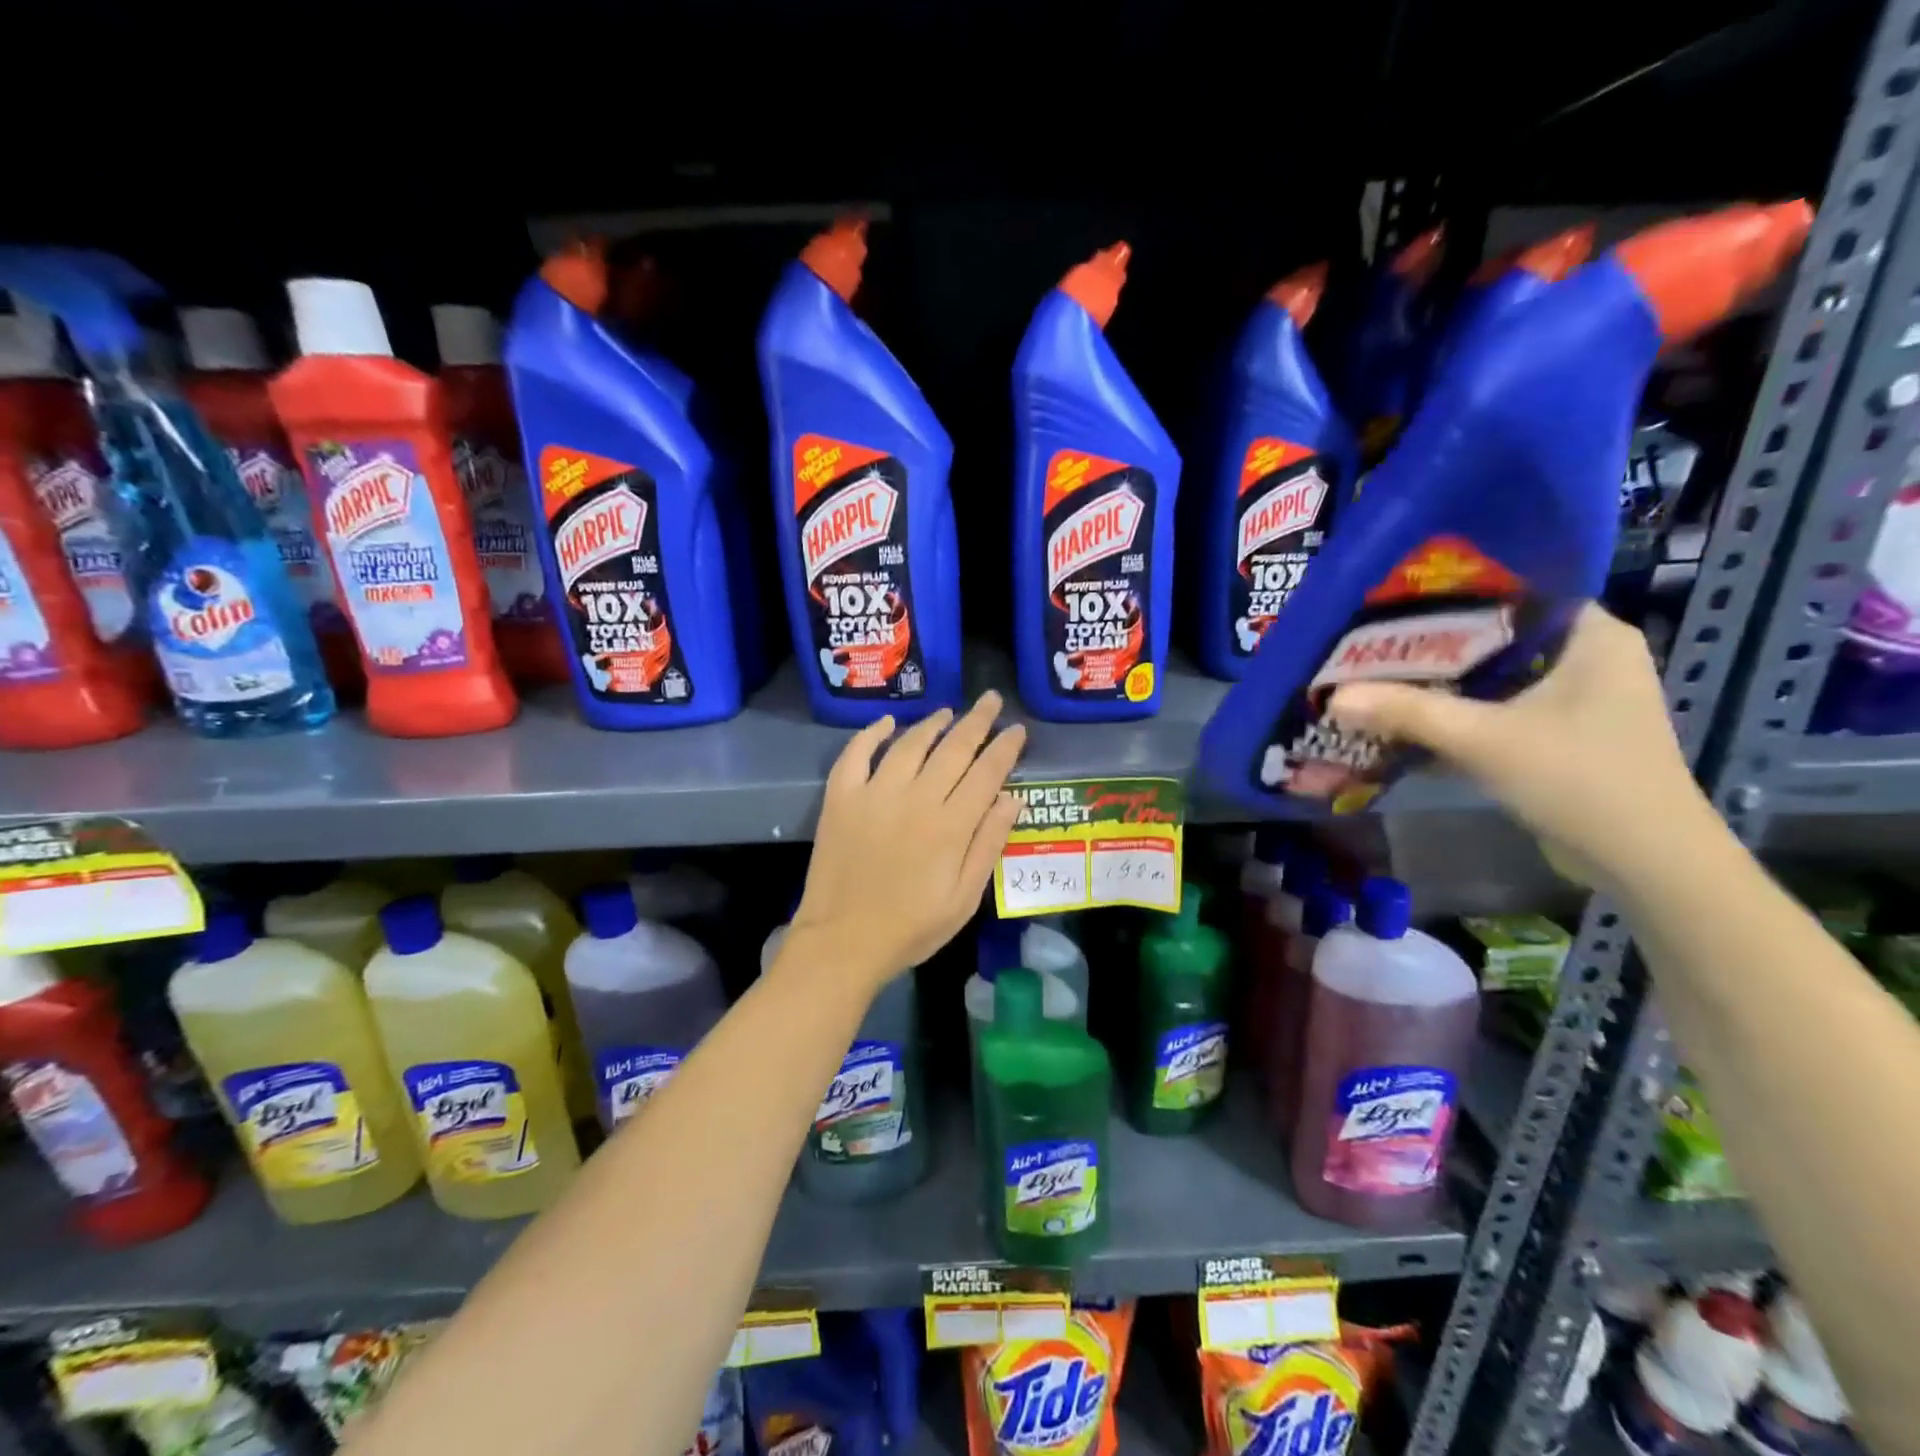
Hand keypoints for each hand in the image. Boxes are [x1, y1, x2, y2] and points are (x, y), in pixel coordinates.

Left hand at [786, 692, 1026, 990]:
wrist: (842, 942)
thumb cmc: (911, 928)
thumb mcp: (964, 898)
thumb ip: (988, 844)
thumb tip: (1013, 798)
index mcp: (951, 825)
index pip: (987, 773)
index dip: (1005, 748)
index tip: (1017, 729)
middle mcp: (916, 799)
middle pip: (953, 749)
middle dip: (977, 722)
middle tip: (990, 700)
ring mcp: (874, 794)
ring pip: (909, 745)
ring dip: (932, 724)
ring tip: (948, 712)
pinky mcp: (841, 798)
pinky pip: (856, 754)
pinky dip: (871, 734)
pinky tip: (887, 723)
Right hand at [1326, 604, 1717, 894]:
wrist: (1643, 863)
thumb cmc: (1581, 779)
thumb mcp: (1485, 739)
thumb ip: (1407, 712)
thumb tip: (1334, 698)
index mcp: (1592, 635)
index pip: (1513, 592)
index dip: (1451, 594)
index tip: (1391, 601)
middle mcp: (1587, 658)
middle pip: (1494, 639)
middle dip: (1432, 646)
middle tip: (1369, 641)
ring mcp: (1574, 699)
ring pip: (1492, 678)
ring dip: (1440, 684)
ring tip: (1376, 675)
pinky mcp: (1558, 735)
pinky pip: (1495, 710)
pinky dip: (1457, 715)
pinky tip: (1406, 719)